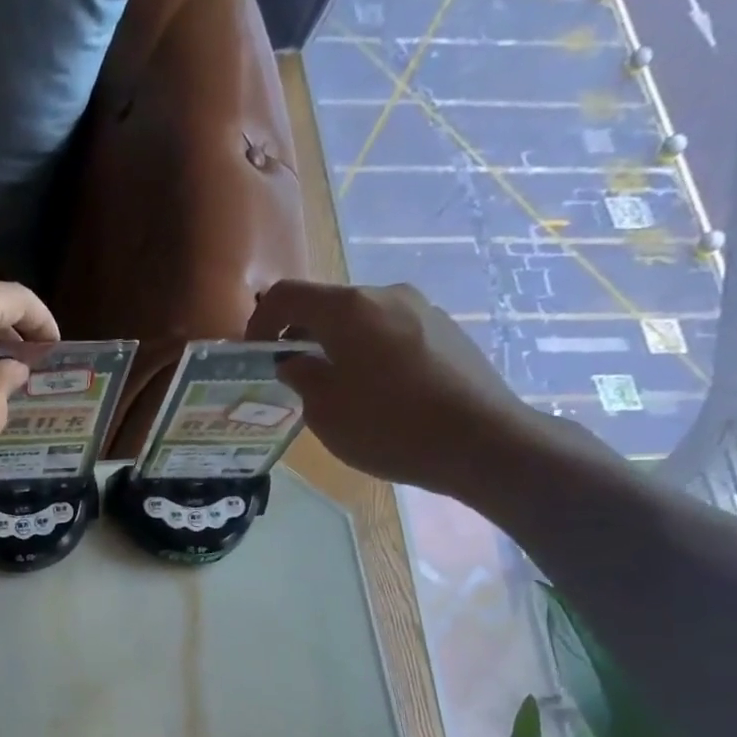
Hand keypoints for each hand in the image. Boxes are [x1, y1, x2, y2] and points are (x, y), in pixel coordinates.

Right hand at [249, 280, 556, 499]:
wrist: (482, 441)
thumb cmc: (389, 426)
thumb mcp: (325, 410)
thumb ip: (301, 377)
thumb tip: (293, 361)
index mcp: (349, 309)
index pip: (287, 295)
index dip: (260, 322)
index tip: (254, 356)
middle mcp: (386, 295)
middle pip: (328, 305)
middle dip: (300, 336)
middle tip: (290, 377)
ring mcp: (422, 309)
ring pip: (361, 319)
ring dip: (336, 345)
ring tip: (335, 388)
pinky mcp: (447, 330)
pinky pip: (391, 332)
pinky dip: (369, 352)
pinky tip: (377, 393)